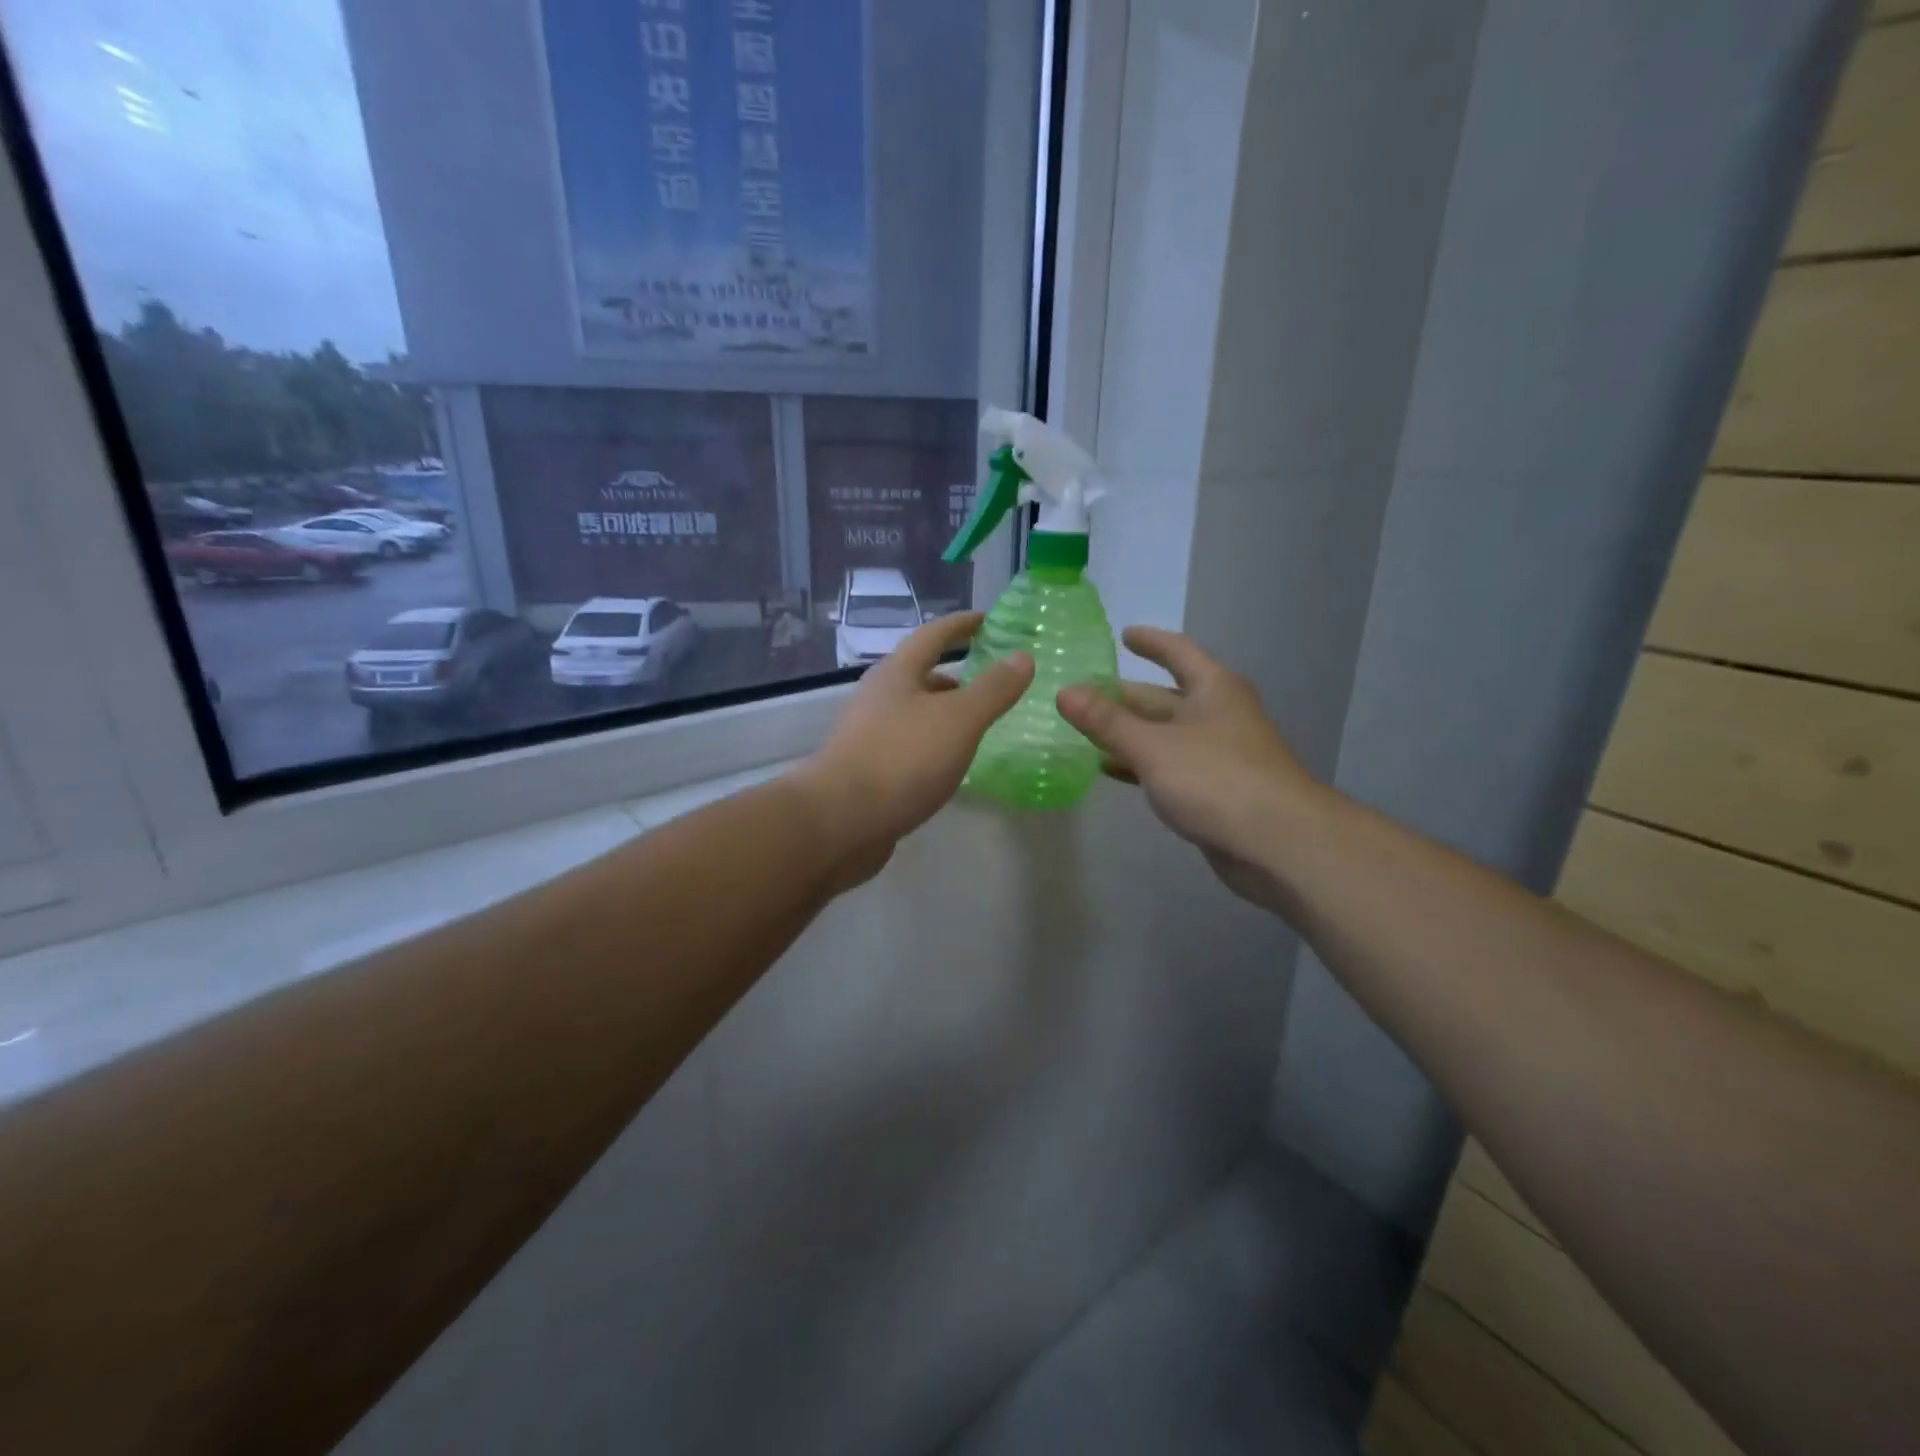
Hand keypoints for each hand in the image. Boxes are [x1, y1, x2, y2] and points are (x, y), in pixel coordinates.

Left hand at [795, 612, 1032, 888]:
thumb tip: (1022, 656)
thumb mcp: (958, 720)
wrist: (839, 822)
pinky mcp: (868, 772)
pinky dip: (934, 747)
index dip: (961, 625)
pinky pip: (909, 748)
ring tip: (979, 728)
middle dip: (956, 677)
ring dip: (945, 715)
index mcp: (896, 674)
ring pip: (915, 715)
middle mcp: (878, 698)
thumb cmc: (901, 759)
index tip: (988, 619)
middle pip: (920, 676)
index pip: (933, 635)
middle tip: (992, 684)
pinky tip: (951, 766)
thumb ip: (993, 689)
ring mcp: (869, 736)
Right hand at [1057, 627, 1325, 911]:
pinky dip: (1140, 764)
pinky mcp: (1214, 789)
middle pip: (1163, 696)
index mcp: (1213, 688)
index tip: (1123, 635)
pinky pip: (1169, 766)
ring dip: (1127, 733)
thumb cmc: (1216, 779)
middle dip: (1124, 696)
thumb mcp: (1153, 746)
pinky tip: (1109, 770)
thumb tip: (1064, 692)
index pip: (1177, 651)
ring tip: (1083, 731)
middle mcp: (1217, 714)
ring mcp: (1218, 754)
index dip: (1150, 642)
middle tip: (1080, 695)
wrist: (1278, 844)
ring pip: (1164, 734)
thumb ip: (1107, 721)